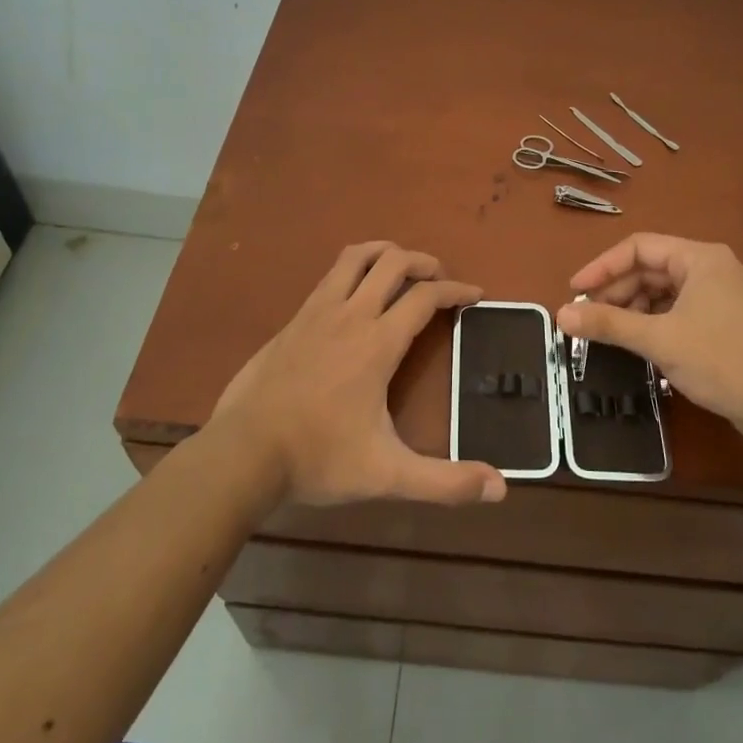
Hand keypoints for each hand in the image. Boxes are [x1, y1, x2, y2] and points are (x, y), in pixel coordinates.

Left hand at [212, 242, 507, 507]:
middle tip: (440, 278)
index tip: (475, 294)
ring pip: (356, 257)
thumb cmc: (318, 458)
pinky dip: (354, 268)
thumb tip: (500, 489)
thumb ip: (444, 482)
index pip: (425, 297)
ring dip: (385, 253)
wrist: (242, 453)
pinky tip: (355, 293)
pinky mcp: (293, 320)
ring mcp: (317, 312)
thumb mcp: (387, 475)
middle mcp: (350, 315)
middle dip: (424, 262)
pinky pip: (330, 276)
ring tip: (402, 266)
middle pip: (393, 263)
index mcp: (377, 343)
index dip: (456, 290)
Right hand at [556, 234, 742, 443]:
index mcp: (699, 258)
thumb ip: (608, 324)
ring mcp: (720, 295)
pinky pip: (677, 310)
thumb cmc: (721, 360)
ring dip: (633, 309)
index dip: (602, 267)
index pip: (638, 247)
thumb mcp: (659, 340)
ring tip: (609, 333)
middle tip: (588, 318)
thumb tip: (561, 315)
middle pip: (650, 268)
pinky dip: (653, 322)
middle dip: (616, 291)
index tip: (574, 291)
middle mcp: (710, 268)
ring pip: (662, 291)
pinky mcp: (723, 321)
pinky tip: (638, 342)